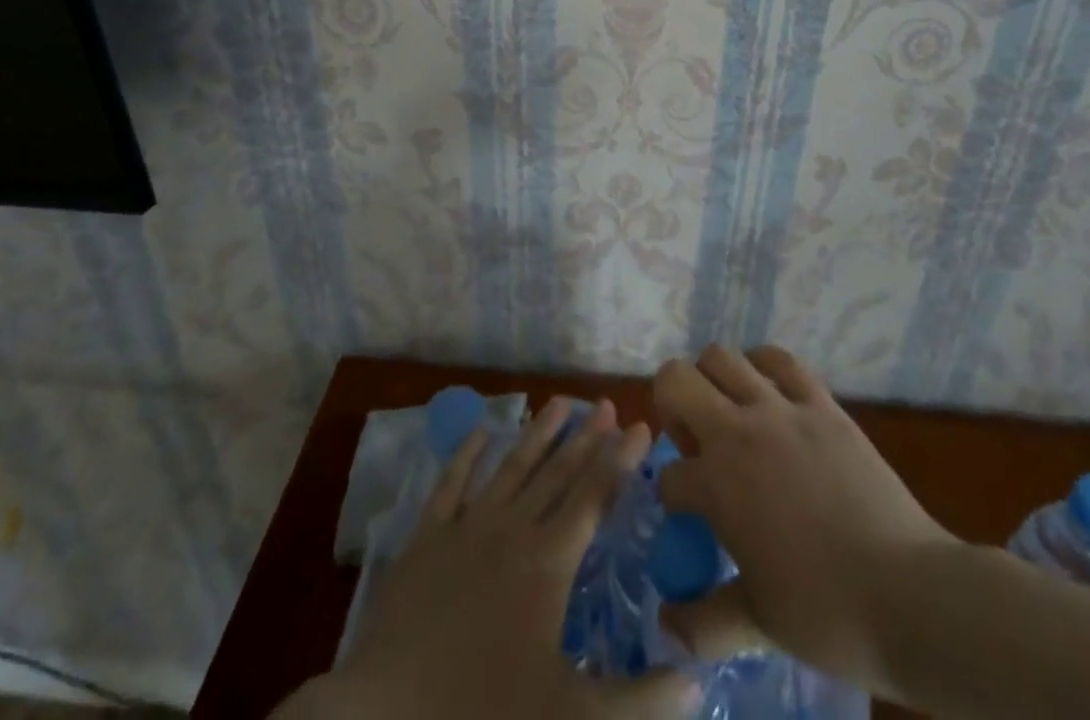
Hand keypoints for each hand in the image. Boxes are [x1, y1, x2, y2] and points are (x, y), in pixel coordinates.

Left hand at [283, 397, 693, 719]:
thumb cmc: (485, 714)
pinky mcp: (427, 537)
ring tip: (560, 401)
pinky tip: (481, 431)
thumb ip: (640, 700)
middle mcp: (513, 529)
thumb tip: (699, 683)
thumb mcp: (573, 719)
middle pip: (557, 472)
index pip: (595, 496)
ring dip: (538, 433)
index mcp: (549, 562)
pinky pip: (451, 483)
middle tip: (607, 403)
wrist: (389, 713)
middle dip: (587, 436)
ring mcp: (466, 527)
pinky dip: (467, 453)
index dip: (621, 460)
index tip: (643, 426)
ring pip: (512, 467)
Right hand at [653, 346, 957, 695]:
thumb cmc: (829, 614)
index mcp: (717, 484)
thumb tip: (668, 626)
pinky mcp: (821, 403)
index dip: (673, 500)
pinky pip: (781, 361)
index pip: (669, 477)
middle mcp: (739, 432)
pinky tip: (769, 394)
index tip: (691, 521)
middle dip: (670, 405)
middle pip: (675, 379)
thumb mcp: (759, 625)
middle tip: (693, 442)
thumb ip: (705, 621)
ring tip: (729, 414)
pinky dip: (763, 366)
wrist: (912, 595)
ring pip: (722, 357)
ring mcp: (782, 410)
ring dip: (712, 380)